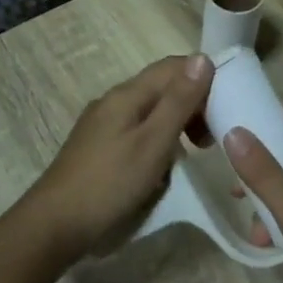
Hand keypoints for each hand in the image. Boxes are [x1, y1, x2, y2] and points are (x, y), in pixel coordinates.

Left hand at [15, 55, 212, 259]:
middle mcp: (113, 101)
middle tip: (212, 139)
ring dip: (176, 124)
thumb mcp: (153, 143)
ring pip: (150, 111)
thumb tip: (202, 58)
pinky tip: (163, 166)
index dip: (203, 78)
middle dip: (192, 104)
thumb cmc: (110, 183)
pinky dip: (158, 140)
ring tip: (194, 152)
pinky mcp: (99, 147)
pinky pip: (137, 131)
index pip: (172, 67)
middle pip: (161, 88)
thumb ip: (178, 102)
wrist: (56, 224)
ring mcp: (103, 124)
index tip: (227, 105)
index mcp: (127, 94)